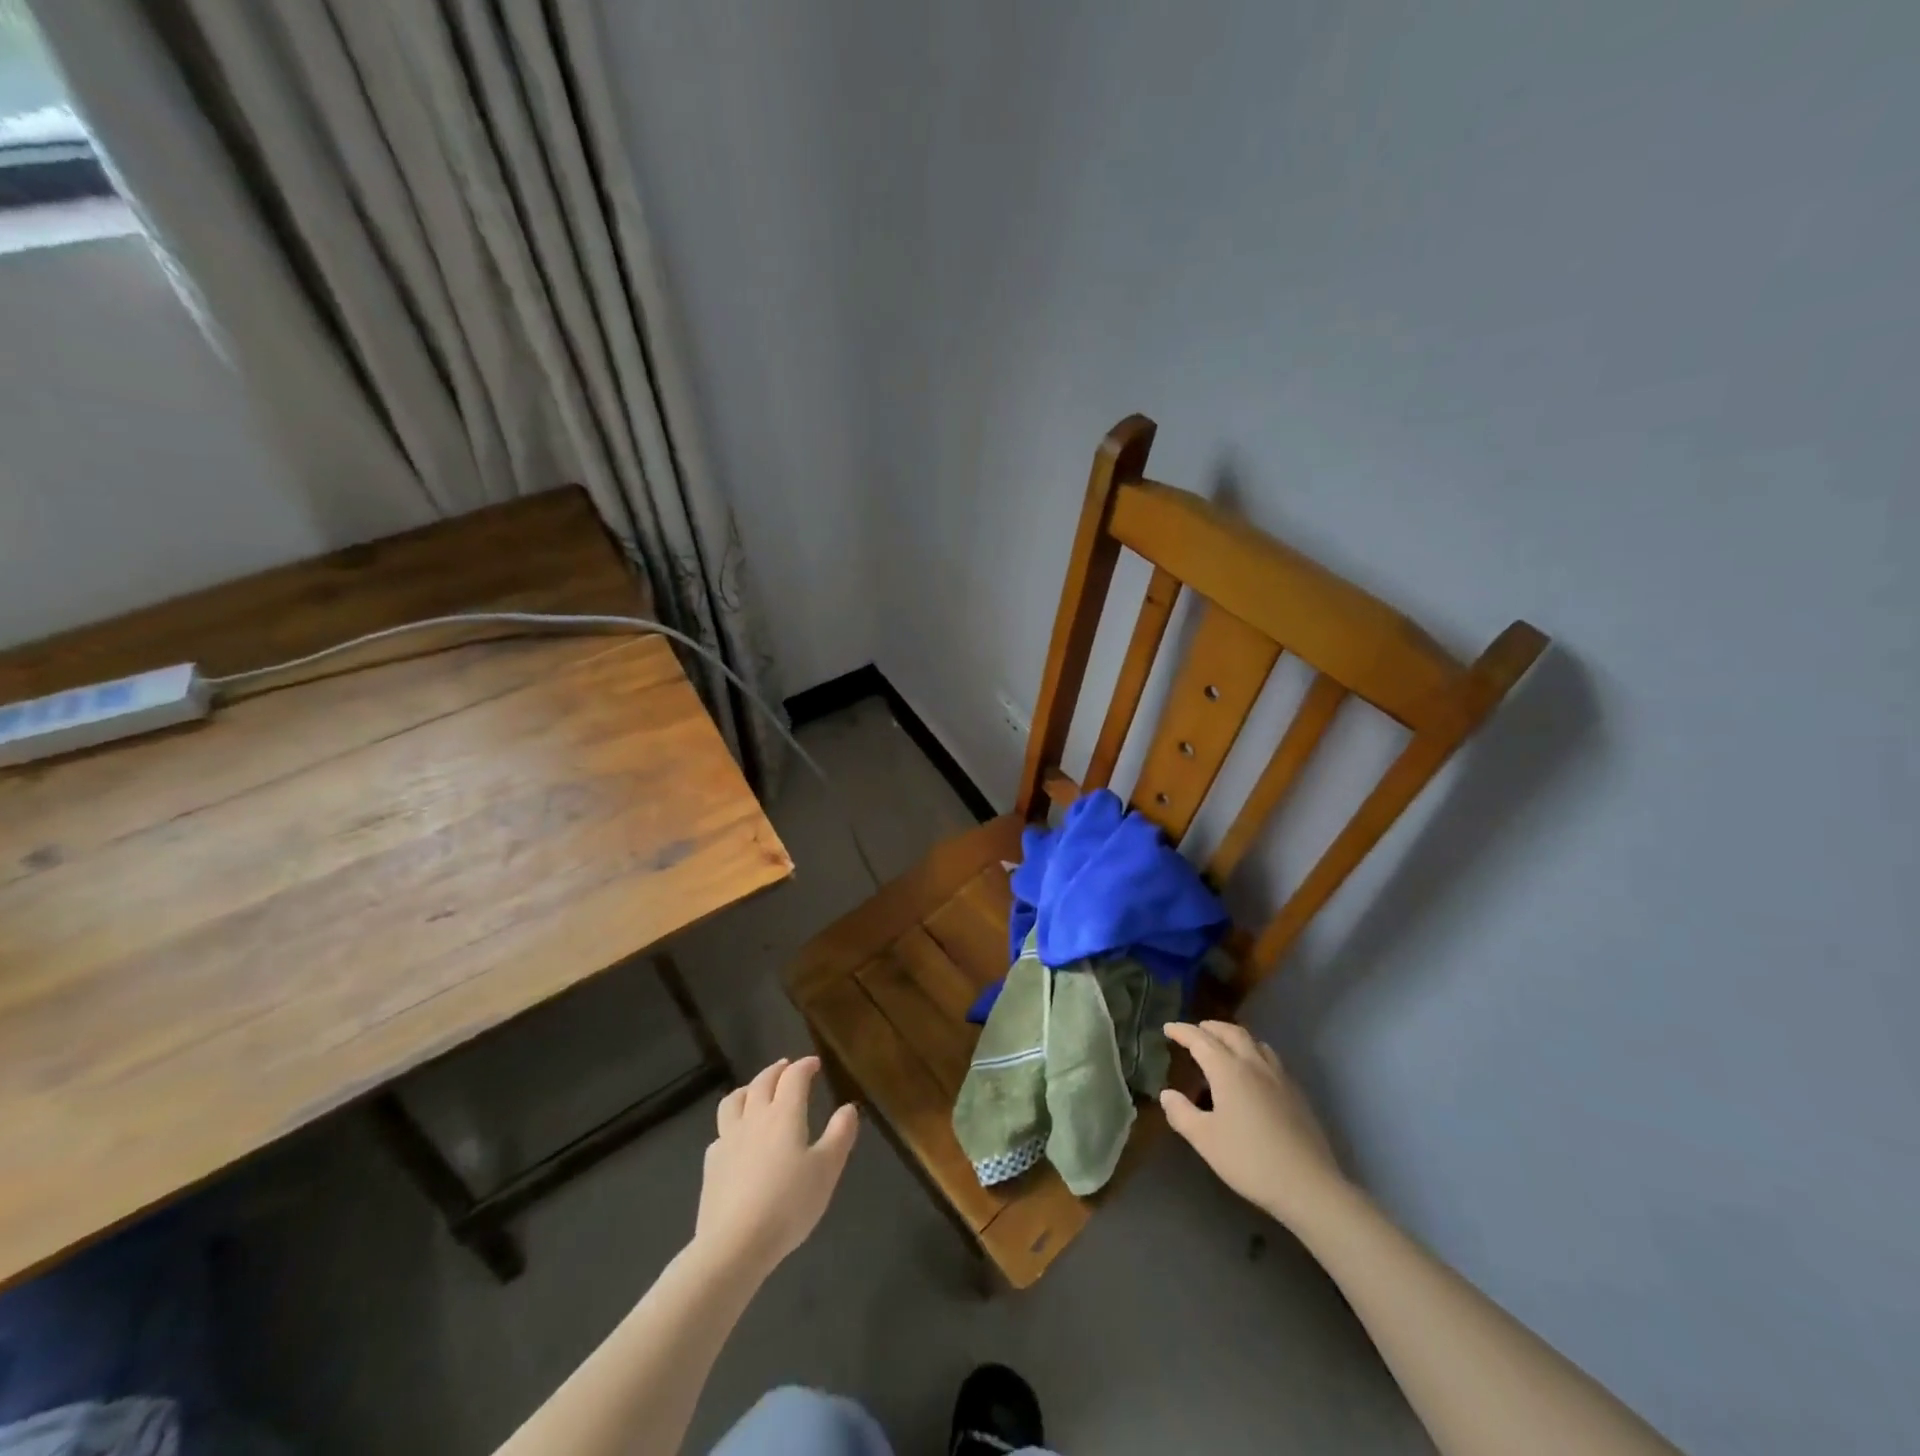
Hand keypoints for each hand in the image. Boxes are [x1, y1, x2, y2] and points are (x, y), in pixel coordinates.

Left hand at [694, 1057, 858, 1279]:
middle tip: (787, 1067)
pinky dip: (732, 1123)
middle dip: (777, 1070)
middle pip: (763, 1081)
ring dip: (749, 1088)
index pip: (794, 1077)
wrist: (733, 1245)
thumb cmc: (788, 1205)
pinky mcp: (711, 1164)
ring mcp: (728, 1139)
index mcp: (784, 1114)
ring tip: (757, 1091)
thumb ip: (839, 1135)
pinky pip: (721, 1131)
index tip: (814, 1063)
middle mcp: (754, 1118)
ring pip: (735, 1100)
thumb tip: (848, 1108)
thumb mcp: (826, 1170)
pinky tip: (737, 1136)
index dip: (805, 1066)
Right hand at [1161, 1021, 1347, 1228]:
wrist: (1308, 1185)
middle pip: (1230, 1032)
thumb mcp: (1205, 1140)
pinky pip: (1270, 1058)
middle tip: (1194, 1032)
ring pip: (1254, 1042)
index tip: (1168, 1027)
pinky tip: (1253, 1073)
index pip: (1200, 1040)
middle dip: (1209, 1028)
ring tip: (1223, 1046)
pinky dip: (1253, 1052)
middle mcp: (1254, 1064)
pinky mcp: (1296, 1093)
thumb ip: (1181, 1113)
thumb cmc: (1250, 1160)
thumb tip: (1167, 1094)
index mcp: (1228, 1070)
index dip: (1182, 1031)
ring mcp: (1279, 1077)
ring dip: (1233, 1036)